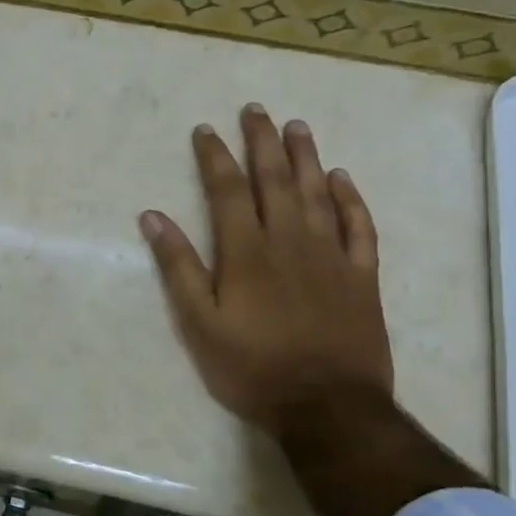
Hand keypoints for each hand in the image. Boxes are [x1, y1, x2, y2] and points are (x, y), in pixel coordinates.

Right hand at [140, 104, 391, 439]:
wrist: (328, 406)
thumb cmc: (252, 367)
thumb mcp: (199, 323)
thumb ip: (178, 267)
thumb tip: (153, 217)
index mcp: (247, 252)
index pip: (228, 190)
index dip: (215, 157)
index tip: (206, 130)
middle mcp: (290, 241)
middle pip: (275, 180)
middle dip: (261, 142)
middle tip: (255, 110)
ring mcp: (331, 256)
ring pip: (318, 193)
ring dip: (306, 157)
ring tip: (296, 127)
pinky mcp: (362, 276)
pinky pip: (359, 226)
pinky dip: (351, 199)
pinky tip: (342, 178)